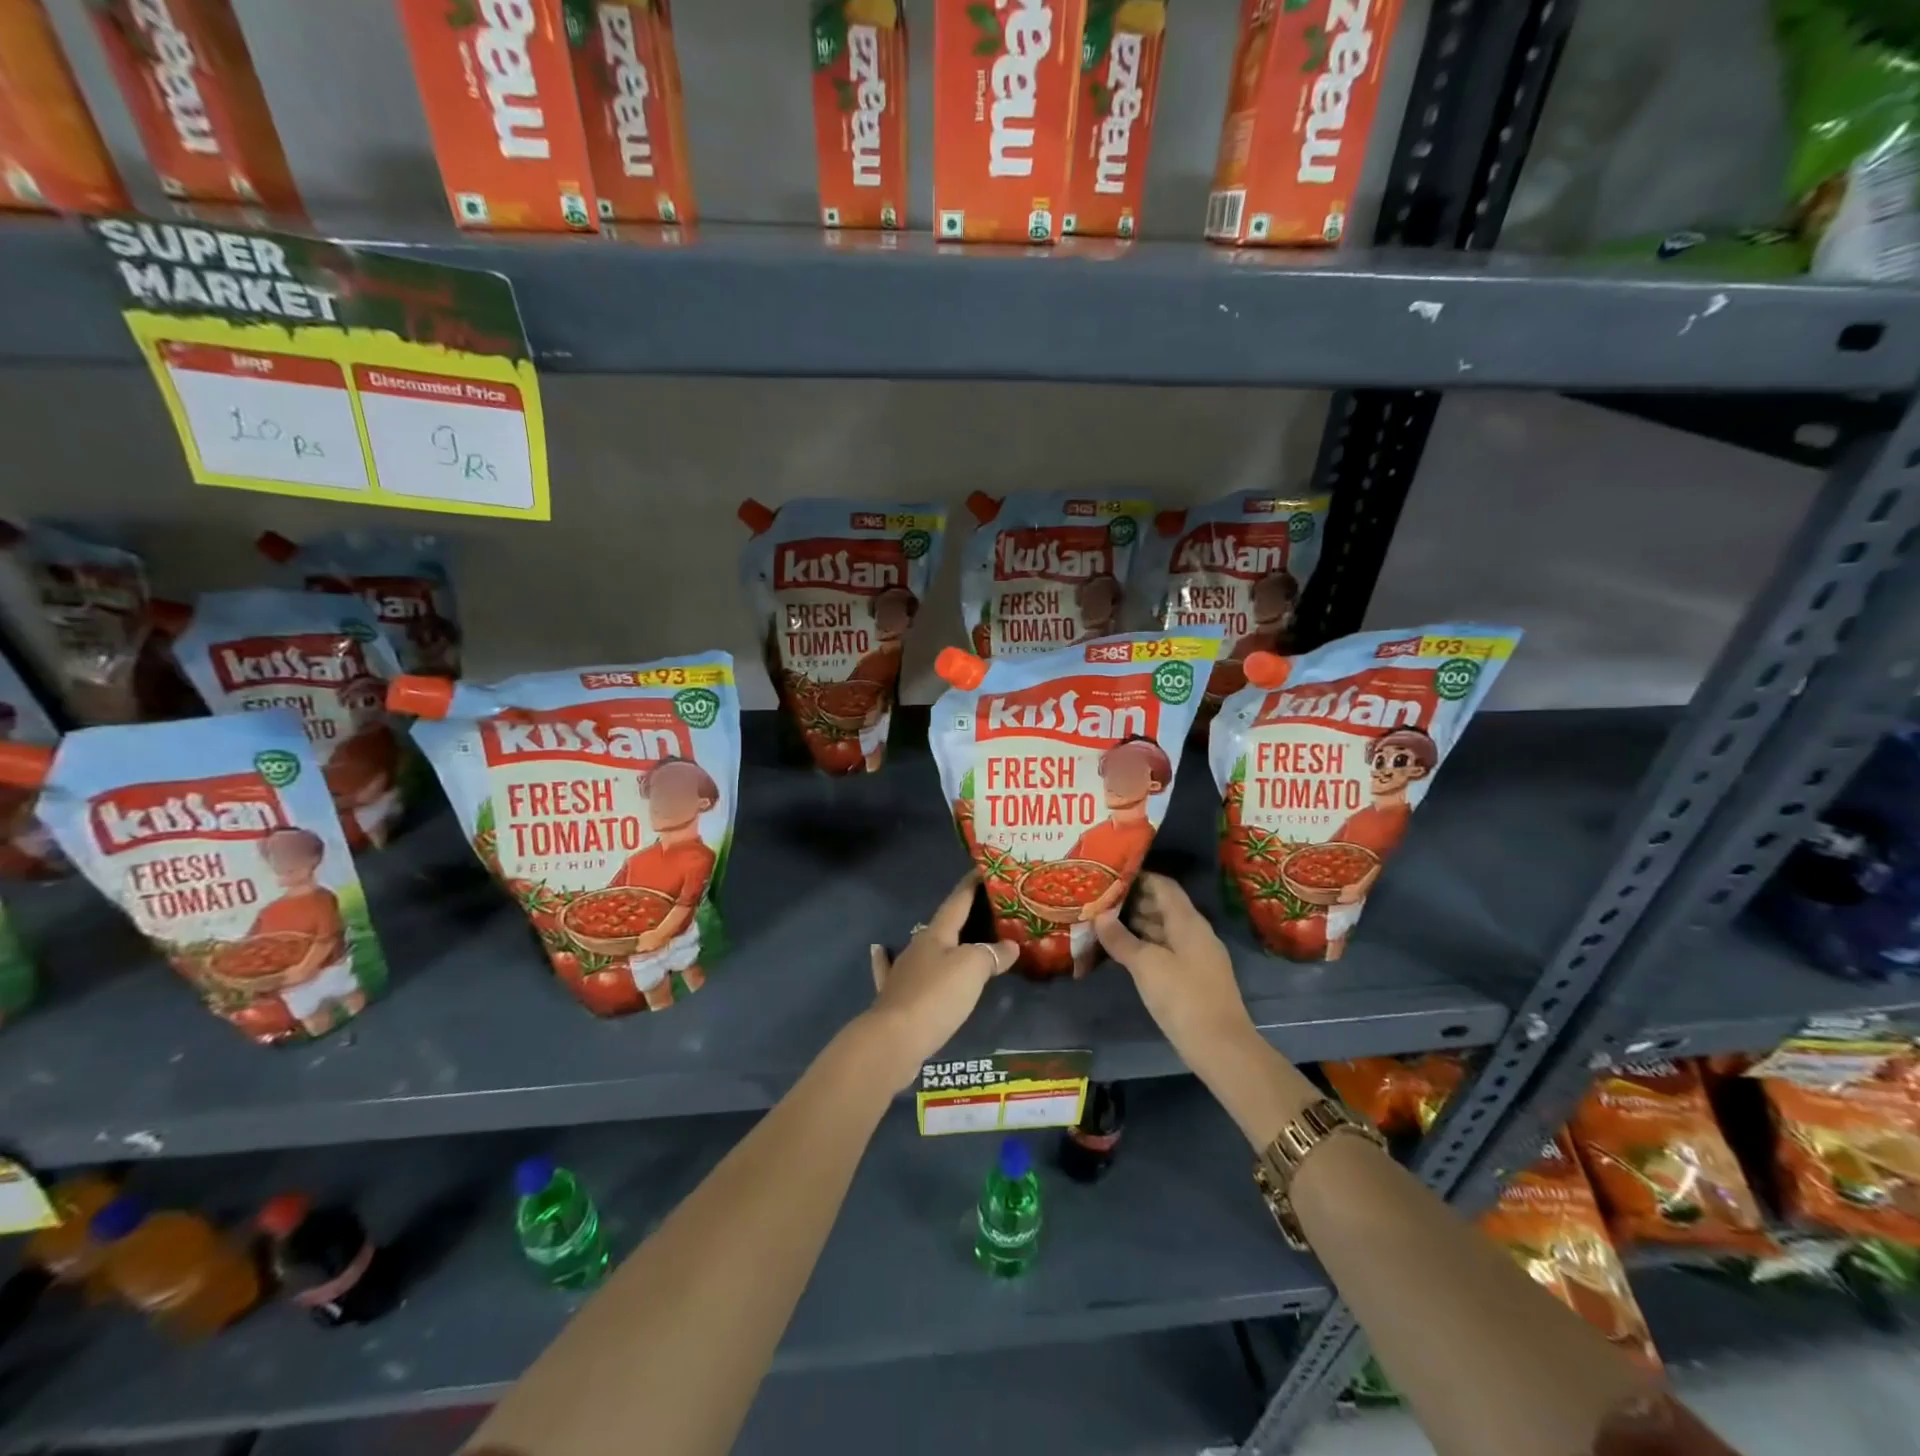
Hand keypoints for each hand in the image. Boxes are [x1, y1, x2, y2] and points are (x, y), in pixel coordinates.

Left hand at [864, 873, 1017, 1087]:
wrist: (894, 1039)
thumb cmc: (937, 996)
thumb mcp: (973, 969)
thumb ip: (992, 954)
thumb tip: (1009, 946)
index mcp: (937, 934)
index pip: (957, 901)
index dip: (971, 886)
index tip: (982, 870)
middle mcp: (918, 947)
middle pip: (942, 925)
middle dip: (961, 916)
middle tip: (983, 912)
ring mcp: (902, 971)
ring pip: (924, 948)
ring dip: (939, 941)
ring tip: (953, 936)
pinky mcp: (894, 996)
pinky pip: (891, 970)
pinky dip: (886, 958)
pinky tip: (879, 949)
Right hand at [1095, 873, 1255, 1070]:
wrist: (1221, 1047)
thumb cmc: (1183, 997)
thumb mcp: (1146, 965)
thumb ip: (1121, 938)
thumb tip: (1099, 915)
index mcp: (1188, 921)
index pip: (1163, 885)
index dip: (1139, 877)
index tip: (1110, 877)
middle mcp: (1195, 932)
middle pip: (1163, 906)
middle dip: (1133, 902)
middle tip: (1100, 901)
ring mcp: (1197, 955)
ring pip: (1164, 929)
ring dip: (1138, 925)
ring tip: (1105, 924)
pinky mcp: (1194, 977)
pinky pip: (1167, 949)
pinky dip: (1146, 946)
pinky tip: (1124, 953)